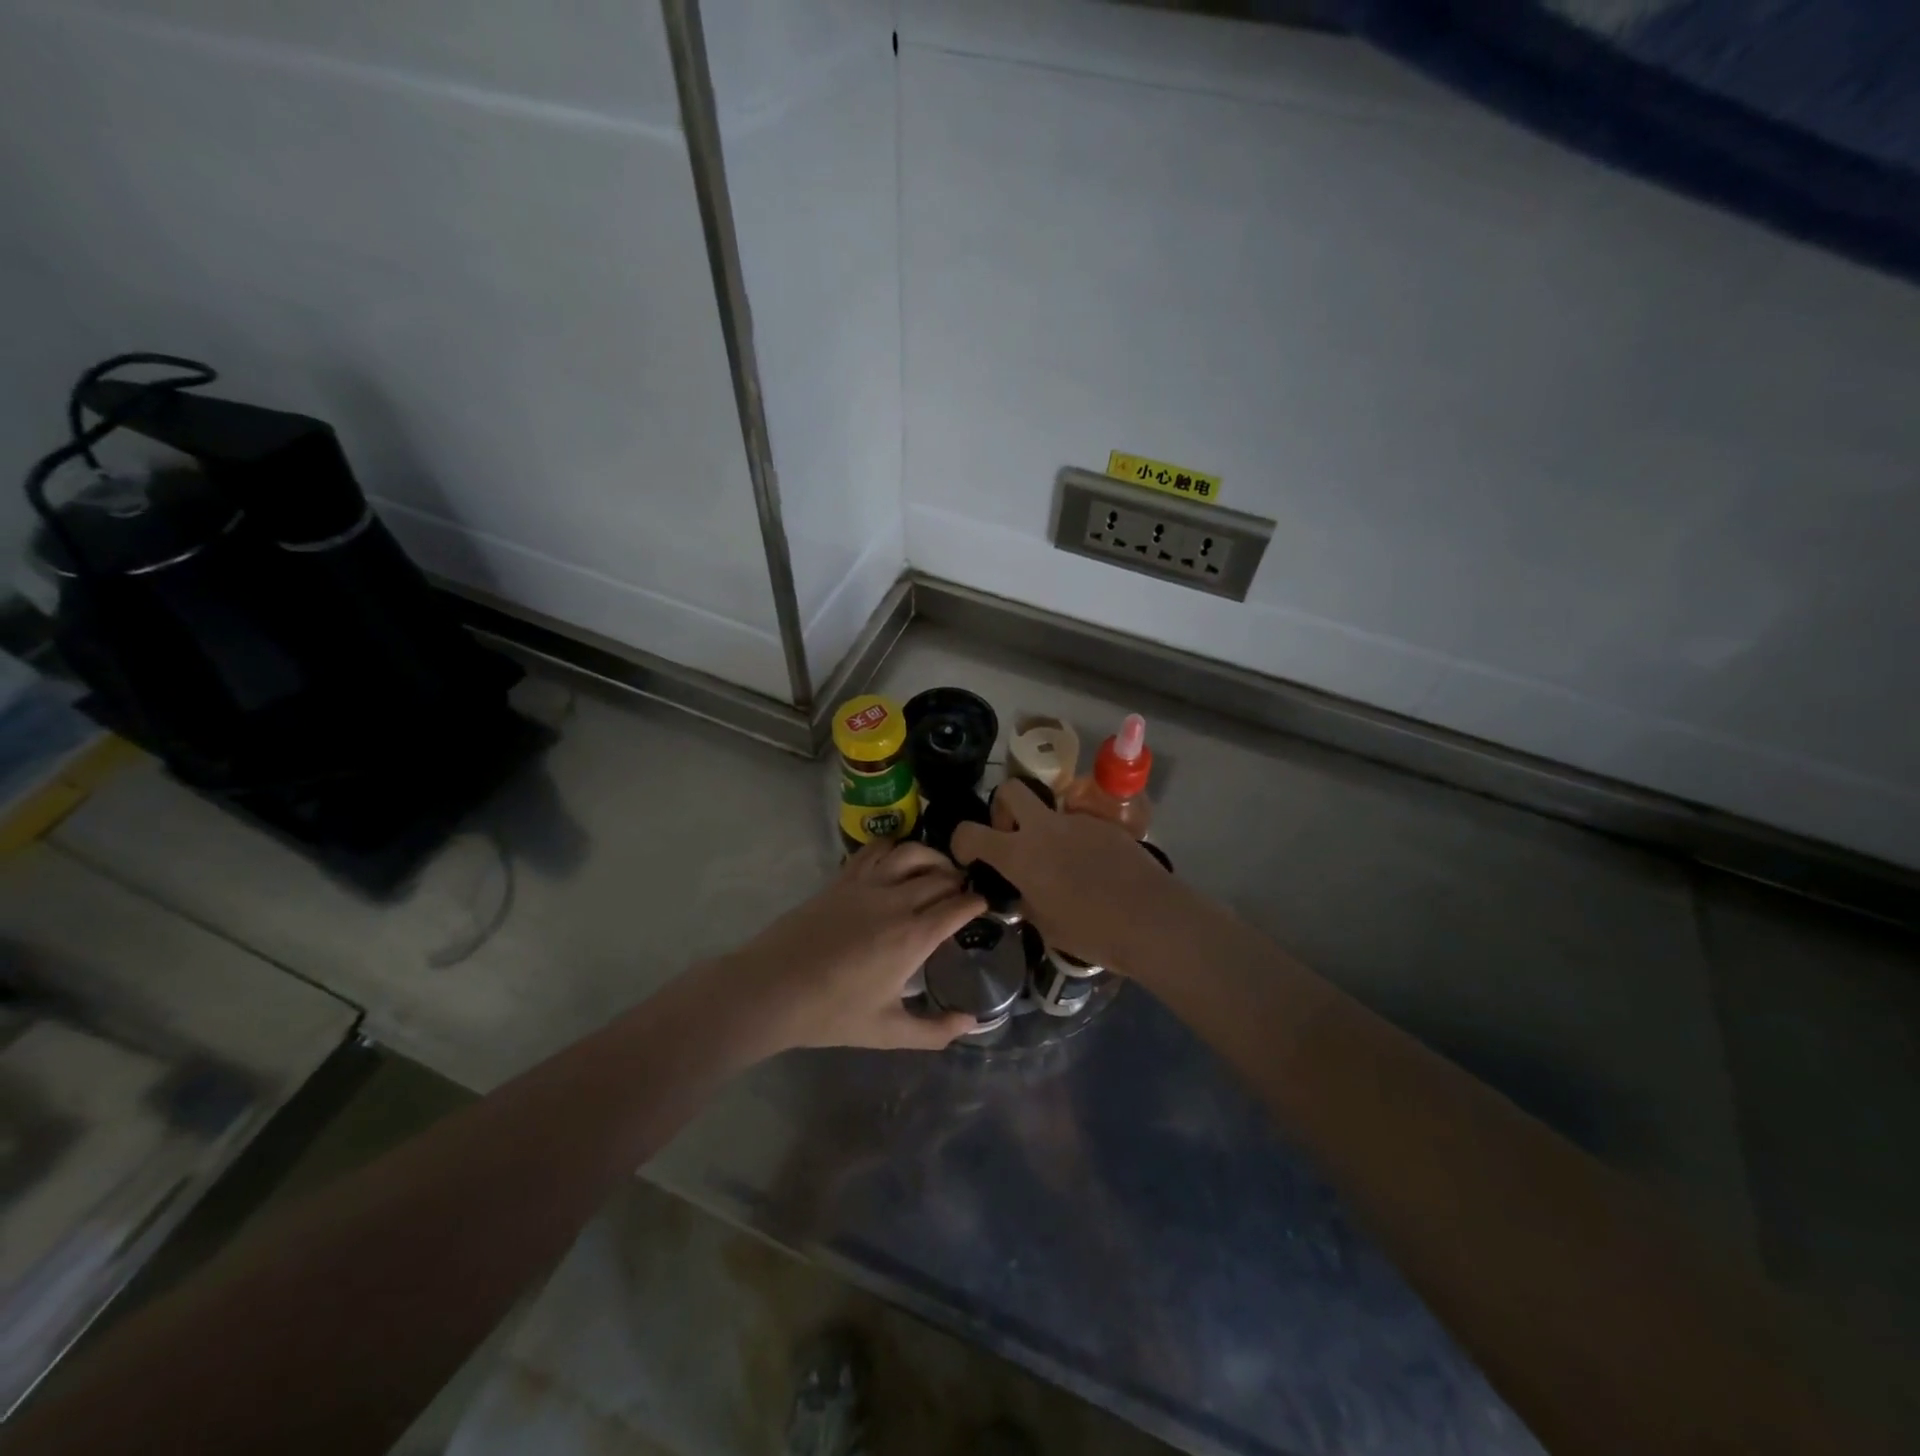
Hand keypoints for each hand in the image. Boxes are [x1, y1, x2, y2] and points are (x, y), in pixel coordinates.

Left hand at [715, 841, 984, 1052]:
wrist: (771, 990)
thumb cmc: (831, 1013)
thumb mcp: (887, 1032)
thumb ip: (934, 1031)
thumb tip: (970, 1023)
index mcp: (912, 938)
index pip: (958, 906)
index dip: (976, 903)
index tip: (984, 907)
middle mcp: (895, 902)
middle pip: (940, 876)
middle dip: (959, 881)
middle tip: (963, 892)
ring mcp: (866, 885)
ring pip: (911, 852)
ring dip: (932, 857)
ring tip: (937, 869)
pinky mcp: (842, 879)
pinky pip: (875, 849)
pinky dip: (894, 847)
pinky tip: (897, 860)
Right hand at [951, 780, 1180, 973]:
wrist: (1151, 919)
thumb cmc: (1092, 931)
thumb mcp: (1045, 925)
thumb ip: (1026, 901)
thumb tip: (1025, 892)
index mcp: (1019, 854)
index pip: (971, 832)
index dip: (961, 841)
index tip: (968, 855)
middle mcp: (1044, 828)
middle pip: (1010, 790)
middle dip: (1002, 807)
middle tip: (1012, 837)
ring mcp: (1077, 822)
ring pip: (1049, 810)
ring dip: (1044, 828)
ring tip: (1061, 864)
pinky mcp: (1105, 825)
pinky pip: (1078, 826)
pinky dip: (1075, 841)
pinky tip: (1092, 870)